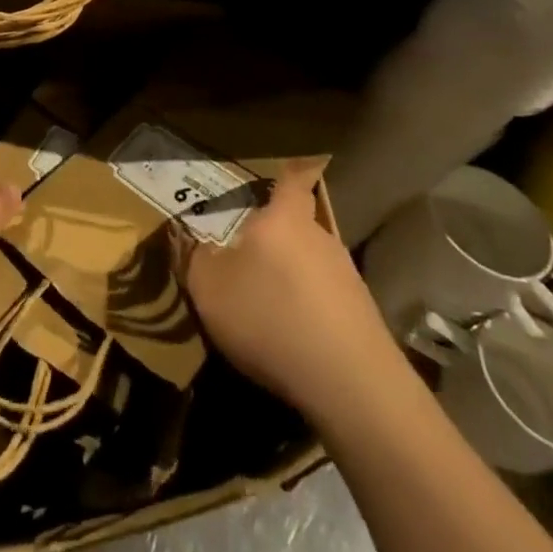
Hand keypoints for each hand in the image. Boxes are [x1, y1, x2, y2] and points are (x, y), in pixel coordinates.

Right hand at [183, 164, 393, 402]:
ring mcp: (348, 278)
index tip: (289, 166)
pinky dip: (306, 310)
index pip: (292, 180)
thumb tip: (190, 239)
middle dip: (274, 238)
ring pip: (311, 264)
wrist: (351, 385)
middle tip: (245, 256)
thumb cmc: (270, 316)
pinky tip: (290, 338)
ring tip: (264, 306)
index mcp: (285, 219)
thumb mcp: (209, 287)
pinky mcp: (362, 317)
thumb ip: (195, 258)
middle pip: (298, 226)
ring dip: (290, 278)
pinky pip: (325, 300)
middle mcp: (321, 238)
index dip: (289, 172)